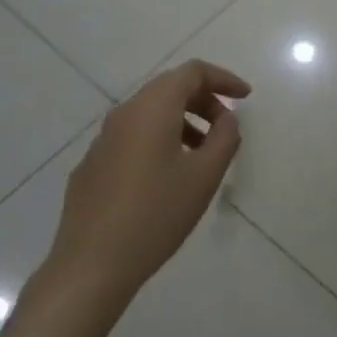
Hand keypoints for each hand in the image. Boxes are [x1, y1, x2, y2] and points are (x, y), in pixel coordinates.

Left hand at [42, 60, 251, 309]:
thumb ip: (224, 137)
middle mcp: (124, 113)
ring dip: (182, 121)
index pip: (192, 72)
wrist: (91, 265)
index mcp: (152, 108)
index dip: (223, 79)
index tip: (246, 97)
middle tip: (227, 126)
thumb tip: (225, 118)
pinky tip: (167, 176)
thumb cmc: (156, 214)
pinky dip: (158, 140)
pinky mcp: (92, 165)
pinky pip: (132, 137)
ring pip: (149, 114)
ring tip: (203, 153)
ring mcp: (102, 139)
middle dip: (203, 100)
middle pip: (169, 88)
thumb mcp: (204, 176)